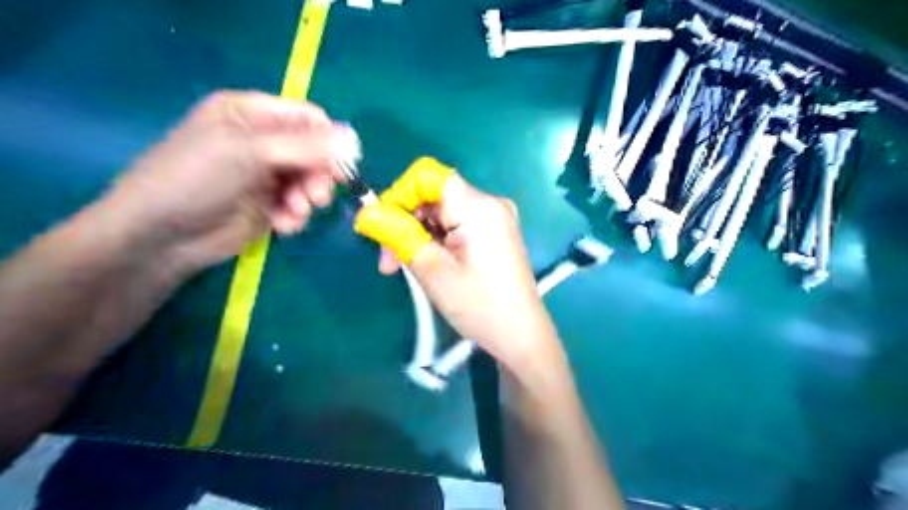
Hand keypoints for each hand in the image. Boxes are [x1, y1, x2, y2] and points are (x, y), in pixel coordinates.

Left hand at [100, 92, 345, 274]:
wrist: (160, 236)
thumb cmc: (196, 180)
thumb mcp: (249, 153)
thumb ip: (305, 146)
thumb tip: (353, 139)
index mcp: (252, 114)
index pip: (309, 118)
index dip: (330, 140)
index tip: (342, 166)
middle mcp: (262, 141)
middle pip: (315, 152)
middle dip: (318, 176)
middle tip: (316, 197)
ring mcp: (266, 175)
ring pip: (311, 181)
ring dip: (307, 199)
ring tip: (293, 212)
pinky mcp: (269, 205)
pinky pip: (299, 206)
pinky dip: (296, 216)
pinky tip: (283, 226)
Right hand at [353, 157, 561, 374]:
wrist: (521, 335)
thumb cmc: (479, 306)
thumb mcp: (432, 271)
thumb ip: (397, 235)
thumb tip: (365, 214)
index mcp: (478, 206)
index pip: (427, 175)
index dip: (398, 194)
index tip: (382, 228)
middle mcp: (490, 202)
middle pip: (433, 194)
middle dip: (405, 222)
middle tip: (389, 263)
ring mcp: (495, 217)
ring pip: (442, 211)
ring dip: (418, 234)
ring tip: (407, 267)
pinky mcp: (495, 231)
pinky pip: (456, 223)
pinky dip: (437, 239)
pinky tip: (431, 264)